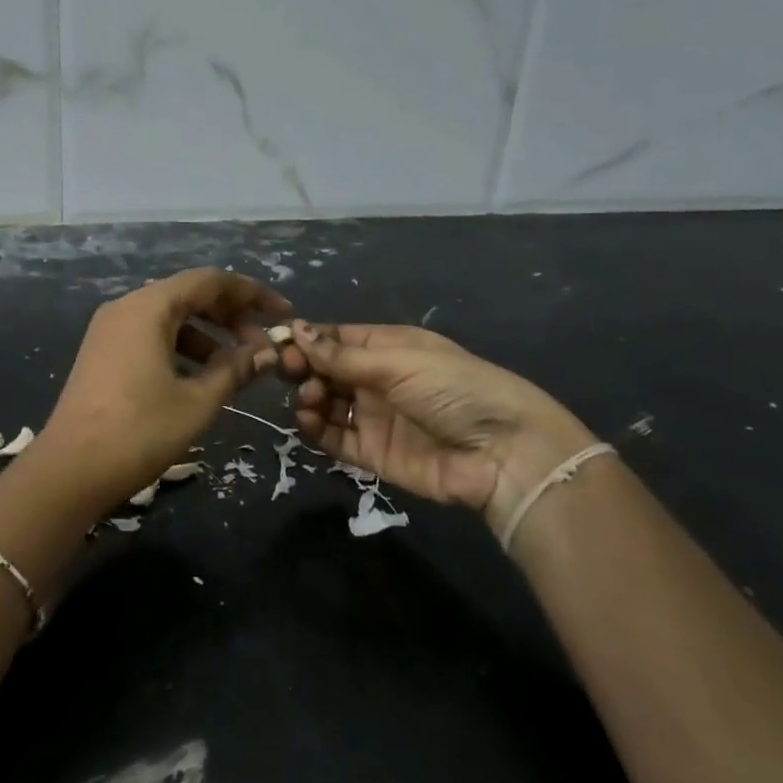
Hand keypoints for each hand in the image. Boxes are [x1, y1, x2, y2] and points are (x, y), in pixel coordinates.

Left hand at [34, 268, 290, 508]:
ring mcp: (109, 330)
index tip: (284, 314)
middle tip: (264, 345)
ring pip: (170, 318)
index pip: (210, 281)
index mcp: (149, 307)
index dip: (251, 294)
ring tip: (239, 366)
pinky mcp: (102, 354)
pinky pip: (150, 336)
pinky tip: (201, 376)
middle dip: (231, 316)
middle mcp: (126, 307)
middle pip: (189, 295)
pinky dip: (181, 348)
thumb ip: (235, 370)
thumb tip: (265, 354)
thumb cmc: (140, 431)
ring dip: (208, 335)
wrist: (70, 471)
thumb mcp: (198, 401)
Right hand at [286, 321, 595, 527]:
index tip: (280, 343)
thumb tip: (295, 329)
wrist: (503, 454)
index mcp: (389, 348)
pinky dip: (316, 429)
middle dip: (304, 368)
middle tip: (289, 372)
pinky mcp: (373, 453)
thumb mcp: (398, 363)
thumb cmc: (453, 389)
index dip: (308, 339)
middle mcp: (378, 380)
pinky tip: (308, 420)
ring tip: (309, 399)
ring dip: (309, 397)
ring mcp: (374, 417)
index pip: (337, 339)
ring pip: (326, 403)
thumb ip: (342, 355)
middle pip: (326, 370)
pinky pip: (334, 438)